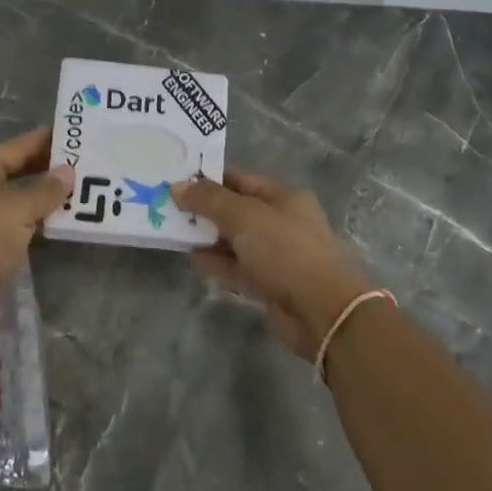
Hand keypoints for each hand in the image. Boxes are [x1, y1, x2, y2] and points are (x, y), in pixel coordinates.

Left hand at [0, 128, 72, 337]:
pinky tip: (67, 225)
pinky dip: (43, 224)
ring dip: (50, 198)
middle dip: (51, 168)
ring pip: (23, 201)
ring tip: (86, 192)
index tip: (77, 132)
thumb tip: (68, 171)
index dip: (45, 139)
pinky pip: (23, 227)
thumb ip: (43, 191)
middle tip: (89, 163)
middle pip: (20, 172)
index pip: (18, 147)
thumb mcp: (14, 211)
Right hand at [173, 171, 374, 358]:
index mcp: (284, 198)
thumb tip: (177, 186)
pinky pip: (238, 268)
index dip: (209, 179)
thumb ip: (209, 200)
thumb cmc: (286, 251)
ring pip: (235, 240)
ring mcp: (277, 255)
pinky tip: (193, 260)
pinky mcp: (270, 284)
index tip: (176, 180)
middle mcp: (282, 222)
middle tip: (167, 207)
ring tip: (174, 233)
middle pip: (236, 210)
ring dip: (208, 237)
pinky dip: (217, 263)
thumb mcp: (244, 216)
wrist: (324, 311)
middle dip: (205, 209)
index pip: (240, 179)